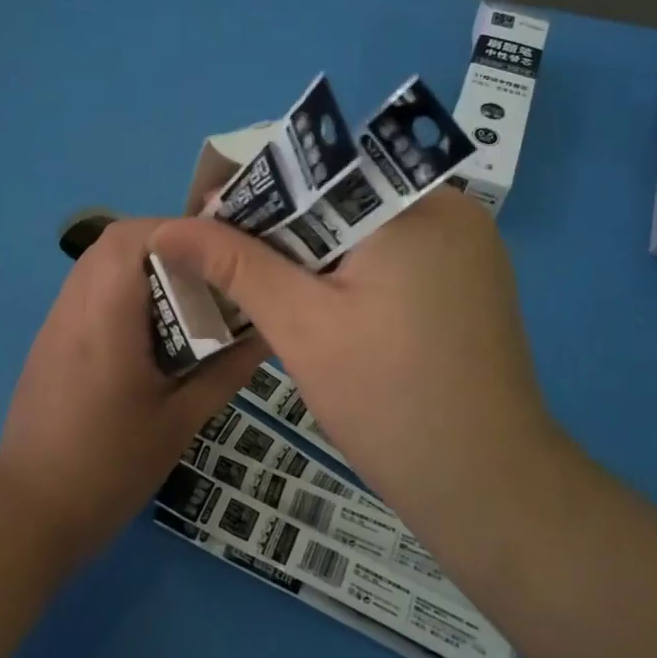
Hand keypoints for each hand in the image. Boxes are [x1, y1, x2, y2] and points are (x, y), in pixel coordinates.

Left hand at [0, 217, 262, 561]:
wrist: (30, 511)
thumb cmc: (110, 468)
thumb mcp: (180, 423)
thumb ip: (226, 372)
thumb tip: (267, 334)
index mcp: (105, 322)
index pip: (129, 240)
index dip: (174, 230)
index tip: (217, 249)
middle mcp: (74, 308)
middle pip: (111, 242)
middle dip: (163, 242)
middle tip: (207, 270)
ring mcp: (55, 322)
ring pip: (96, 262)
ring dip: (140, 263)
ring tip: (185, 293)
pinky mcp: (49, 339)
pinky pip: (87, 289)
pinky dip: (121, 287)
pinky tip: (149, 326)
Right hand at [149, 189, 560, 540]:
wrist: (489, 489)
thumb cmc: (390, 401)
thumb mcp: (301, 326)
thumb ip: (235, 265)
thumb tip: (167, 226)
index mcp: (417, 203)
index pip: (320, 168)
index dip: (255, 189)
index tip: (204, 220)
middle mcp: (451, 209)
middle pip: (344, 195)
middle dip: (280, 225)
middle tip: (220, 255)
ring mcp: (467, 247)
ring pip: (365, 227)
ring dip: (311, 250)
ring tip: (254, 278)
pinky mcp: (468, 282)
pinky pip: (394, 255)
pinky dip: (349, 270)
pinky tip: (313, 301)